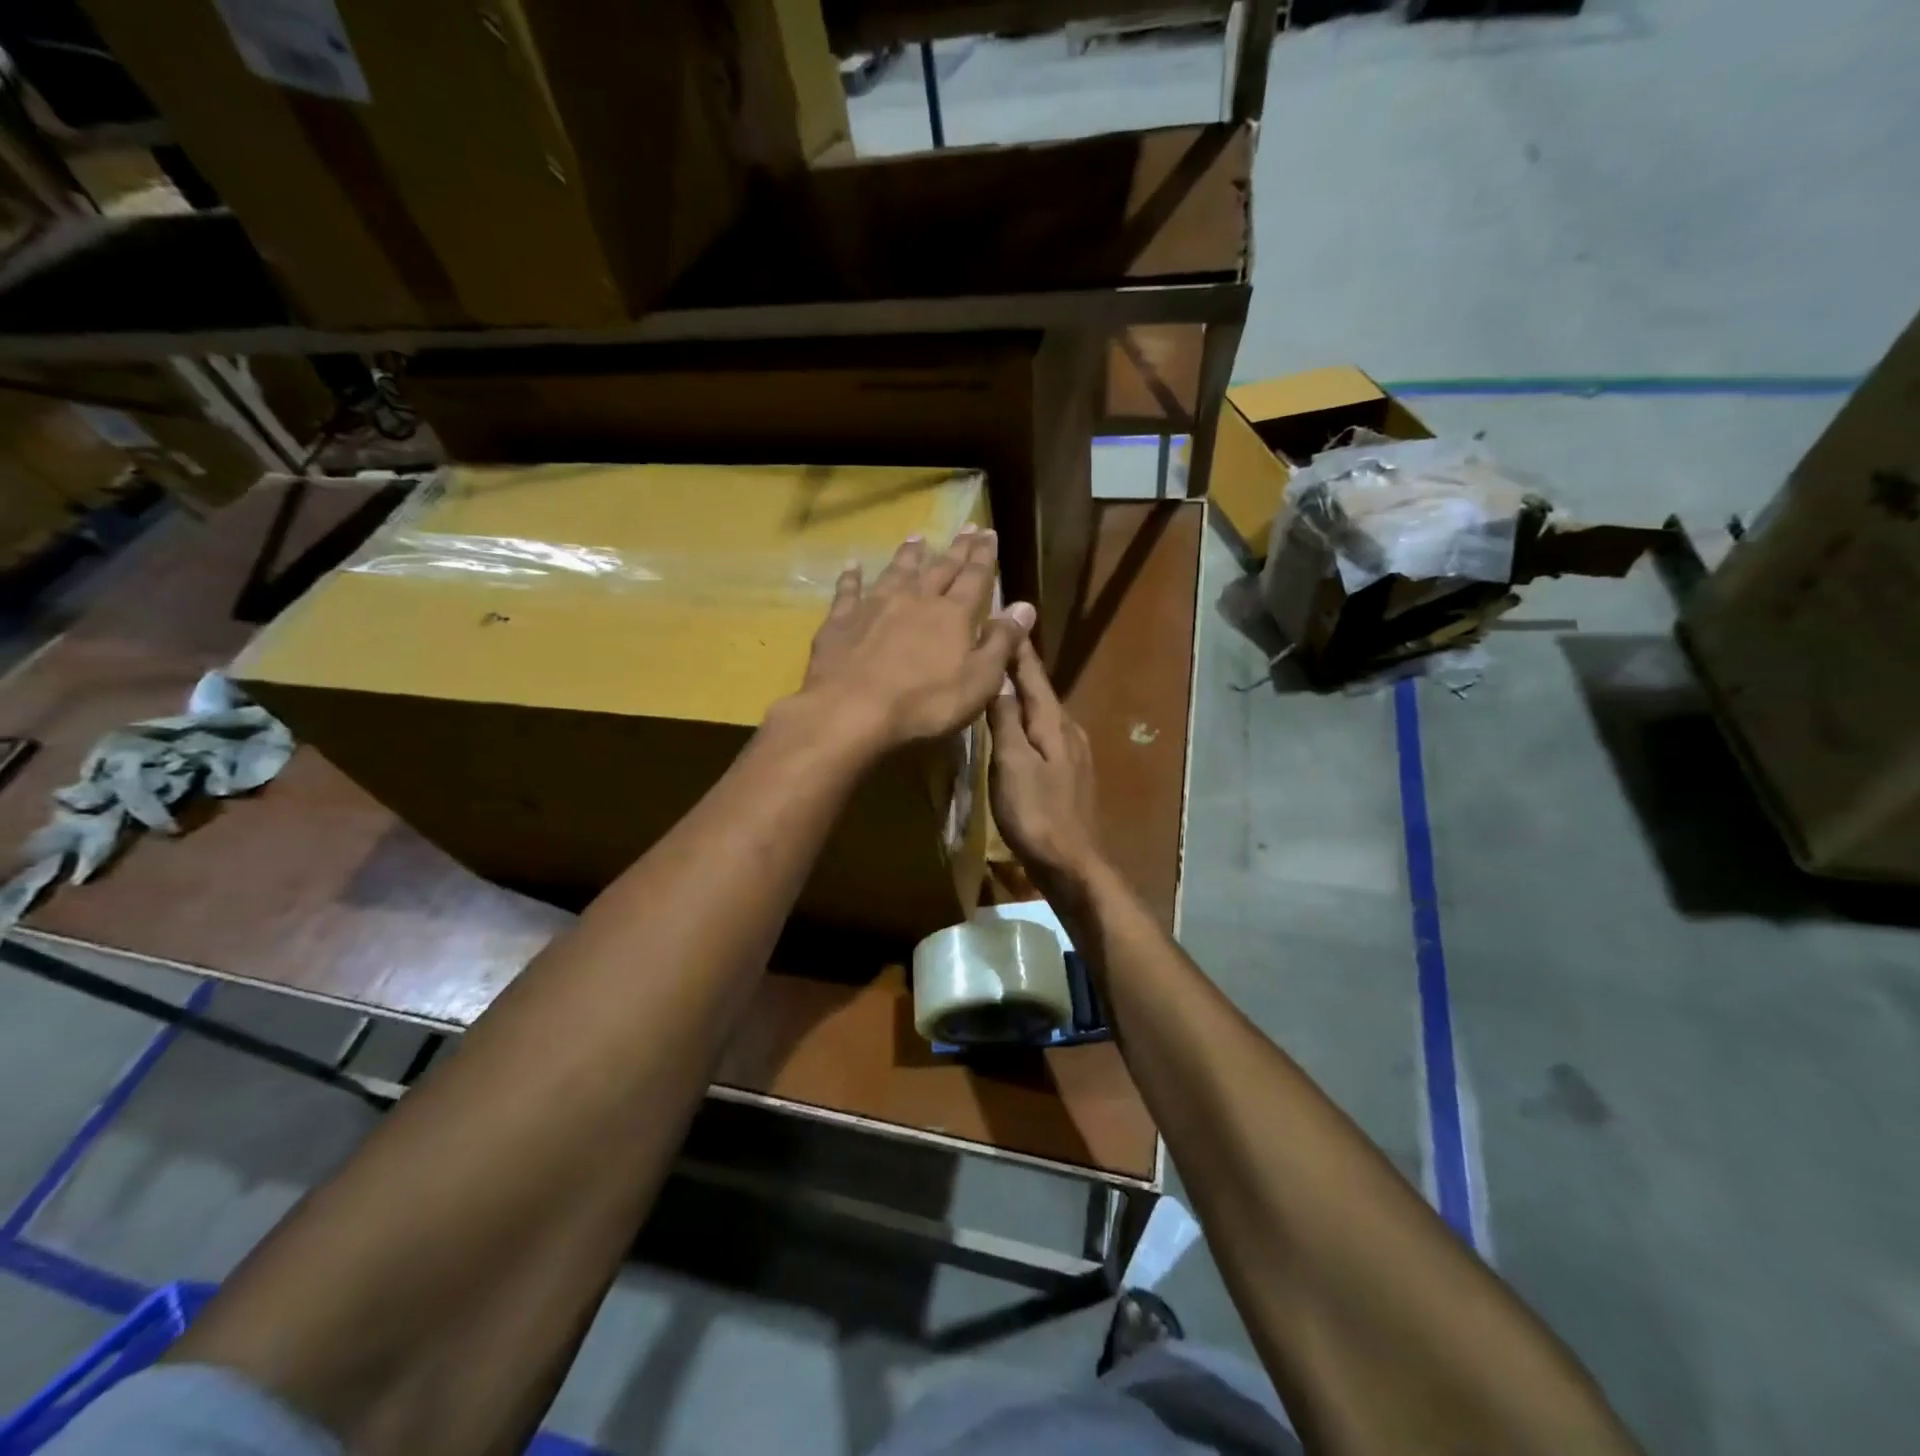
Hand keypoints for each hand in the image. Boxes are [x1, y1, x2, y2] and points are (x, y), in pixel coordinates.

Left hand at [799, 526, 1035, 749]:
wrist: (851, 710)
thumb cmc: (925, 703)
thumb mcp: (979, 681)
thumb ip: (1002, 642)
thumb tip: (1024, 606)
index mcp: (952, 614)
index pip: (975, 578)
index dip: (984, 556)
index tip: (989, 534)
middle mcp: (915, 600)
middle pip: (940, 568)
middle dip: (956, 549)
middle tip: (966, 528)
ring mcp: (874, 607)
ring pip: (896, 572)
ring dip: (908, 555)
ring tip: (918, 537)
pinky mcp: (841, 622)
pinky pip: (848, 592)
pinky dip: (851, 577)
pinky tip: (852, 566)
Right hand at [988, 636, 1102, 888]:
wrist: (1072, 863)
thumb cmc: (1036, 814)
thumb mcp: (1012, 764)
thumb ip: (1006, 720)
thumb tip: (999, 679)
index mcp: (1053, 722)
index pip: (1031, 674)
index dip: (1016, 647)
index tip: (1003, 616)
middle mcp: (1068, 729)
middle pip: (1038, 690)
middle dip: (1017, 666)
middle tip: (992, 643)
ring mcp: (1072, 752)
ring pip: (1042, 712)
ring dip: (1021, 693)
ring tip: (998, 679)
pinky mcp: (1069, 773)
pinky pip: (1043, 734)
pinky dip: (1026, 721)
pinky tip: (1015, 727)